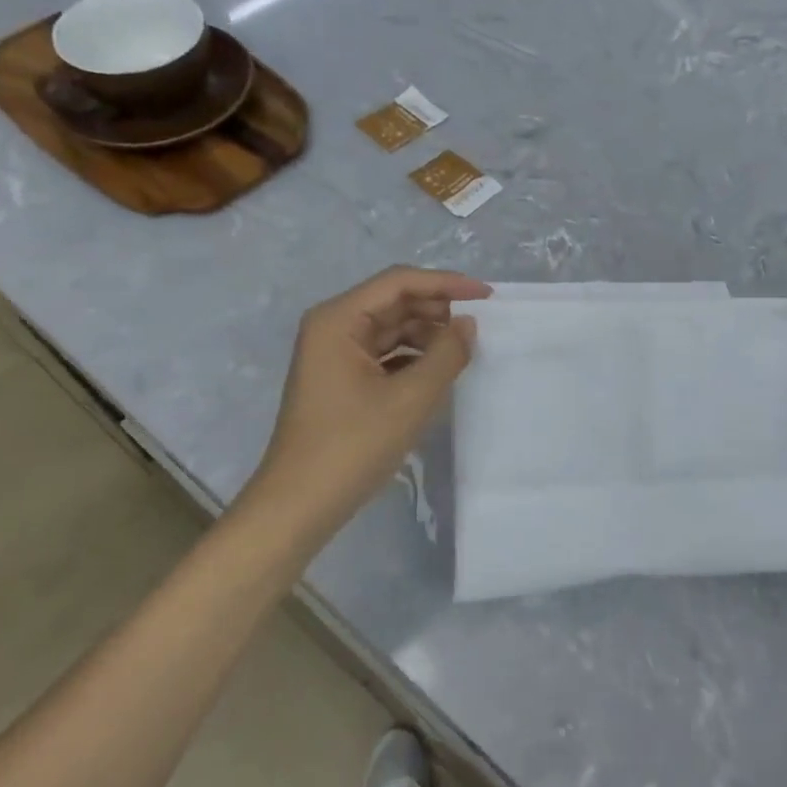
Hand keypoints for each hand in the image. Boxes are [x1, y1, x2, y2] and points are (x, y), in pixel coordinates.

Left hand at [248, 267, 490, 537]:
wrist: (299, 505)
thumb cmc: (352, 446)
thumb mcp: (411, 398)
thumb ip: (446, 354)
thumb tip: (468, 324)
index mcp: (338, 319)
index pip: (399, 282)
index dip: (446, 283)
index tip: (487, 297)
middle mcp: (332, 327)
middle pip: (394, 301)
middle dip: (437, 310)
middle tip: (478, 328)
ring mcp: (334, 354)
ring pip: (391, 328)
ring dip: (427, 335)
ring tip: (463, 352)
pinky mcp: (340, 379)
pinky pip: (384, 353)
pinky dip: (413, 357)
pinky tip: (439, 372)